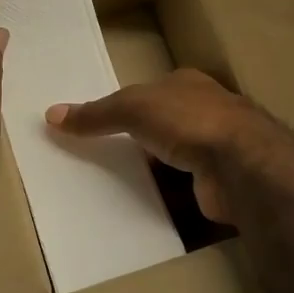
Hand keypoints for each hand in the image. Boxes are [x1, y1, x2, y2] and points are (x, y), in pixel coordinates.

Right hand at [46, 68, 293, 226]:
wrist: (242, 164)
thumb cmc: (188, 120)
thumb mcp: (133, 107)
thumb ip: (96, 113)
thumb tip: (51, 115)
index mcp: (187, 84)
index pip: (150, 91)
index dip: (125, 105)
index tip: (99, 124)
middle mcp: (205, 112)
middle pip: (161, 125)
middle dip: (137, 140)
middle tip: (99, 159)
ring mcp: (216, 149)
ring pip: (173, 159)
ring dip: (151, 171)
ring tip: (113, 187)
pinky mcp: (218, 184)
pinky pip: (183, 190)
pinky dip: (165, 197)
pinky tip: (142, 207)